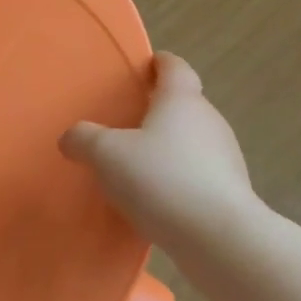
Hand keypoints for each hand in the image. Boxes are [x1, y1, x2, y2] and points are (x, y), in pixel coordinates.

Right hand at [59, 52, 261, 245]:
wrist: (218, 237)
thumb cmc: (161, 179)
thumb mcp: (106, 155)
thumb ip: (83, 139)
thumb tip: (71, 137)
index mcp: (181, 100)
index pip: (175, 67)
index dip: (160, 63)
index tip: (146, 66)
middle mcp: (208, 121)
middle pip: (184, 104)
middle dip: (159, 109)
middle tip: (128, 122)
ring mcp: (225, 156)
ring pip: (192, 140)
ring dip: (169, 146)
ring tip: (138, 165)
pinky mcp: (230, 191)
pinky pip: (198, 173)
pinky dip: (178, 177)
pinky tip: (156, 198)